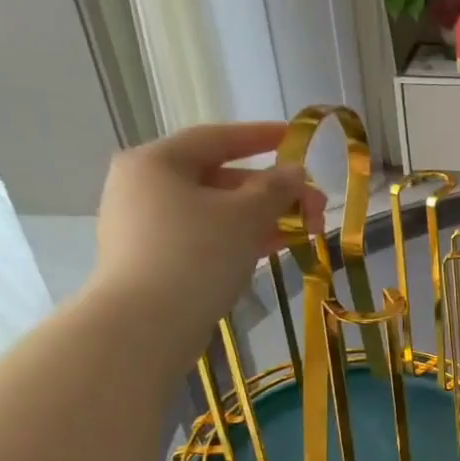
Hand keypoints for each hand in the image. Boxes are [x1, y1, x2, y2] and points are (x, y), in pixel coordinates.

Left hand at [90, 123, 323, 342]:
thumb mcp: (245, 215)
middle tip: (315, 205)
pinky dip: (240, 236)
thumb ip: (276, 189)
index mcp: (157, 162)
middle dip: (272, 190)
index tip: (296, 138)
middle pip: (219, 177)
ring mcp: (146, 224)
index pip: (217, 138)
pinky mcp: (154, 257)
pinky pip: (205, 234)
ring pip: (215, 210)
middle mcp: (144, 185)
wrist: (145, 323)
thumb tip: (295, 172)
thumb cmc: (195, 255)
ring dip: (262, 216)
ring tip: (304, 230)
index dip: (262, 137)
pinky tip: (274, 246)